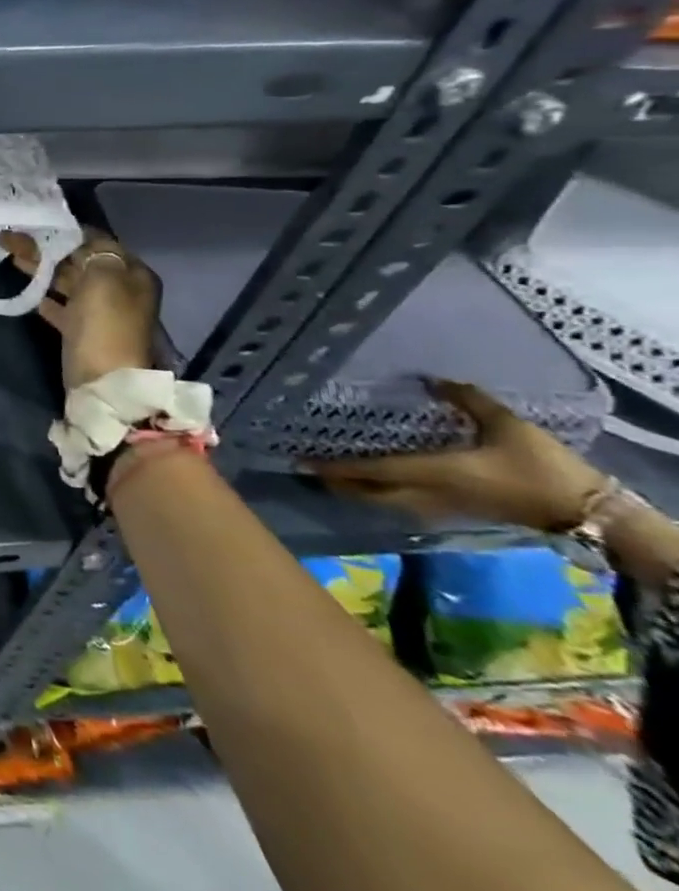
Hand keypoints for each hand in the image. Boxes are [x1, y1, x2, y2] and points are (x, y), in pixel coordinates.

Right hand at [1, 229, 160, 389]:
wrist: (103, 383)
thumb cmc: (105, 324)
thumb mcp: (102, 278)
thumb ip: (91, 251)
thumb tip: (76, 240)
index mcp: (132, 273)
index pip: (97, 241)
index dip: (65, 231)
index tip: (34, 223)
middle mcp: (119, 289)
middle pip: (78, 261)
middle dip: (47, 248)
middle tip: (12, 239)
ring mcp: (100, 312)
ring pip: (67, 282)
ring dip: (41, 269)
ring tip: (11, 257)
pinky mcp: (82, 332)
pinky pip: (61, 306)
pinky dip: (44, 296)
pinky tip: (27, 290)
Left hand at [308, 379, 606, 532]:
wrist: (587, 512)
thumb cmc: (543, 468)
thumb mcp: (505, 426)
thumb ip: (466, 400)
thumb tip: (433, 378)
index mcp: (431, 473)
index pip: (370, 471)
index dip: (335, 467)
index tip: (302, 460)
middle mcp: (426, 494)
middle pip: (366, 493)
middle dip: (335, 482)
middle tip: (308, 466)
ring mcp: (439, 508)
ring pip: (382, 503)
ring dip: (355, 490)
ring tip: (330, 472)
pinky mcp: (453, 512)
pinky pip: (402, 505)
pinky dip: (379, 494)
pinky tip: (374, 480)